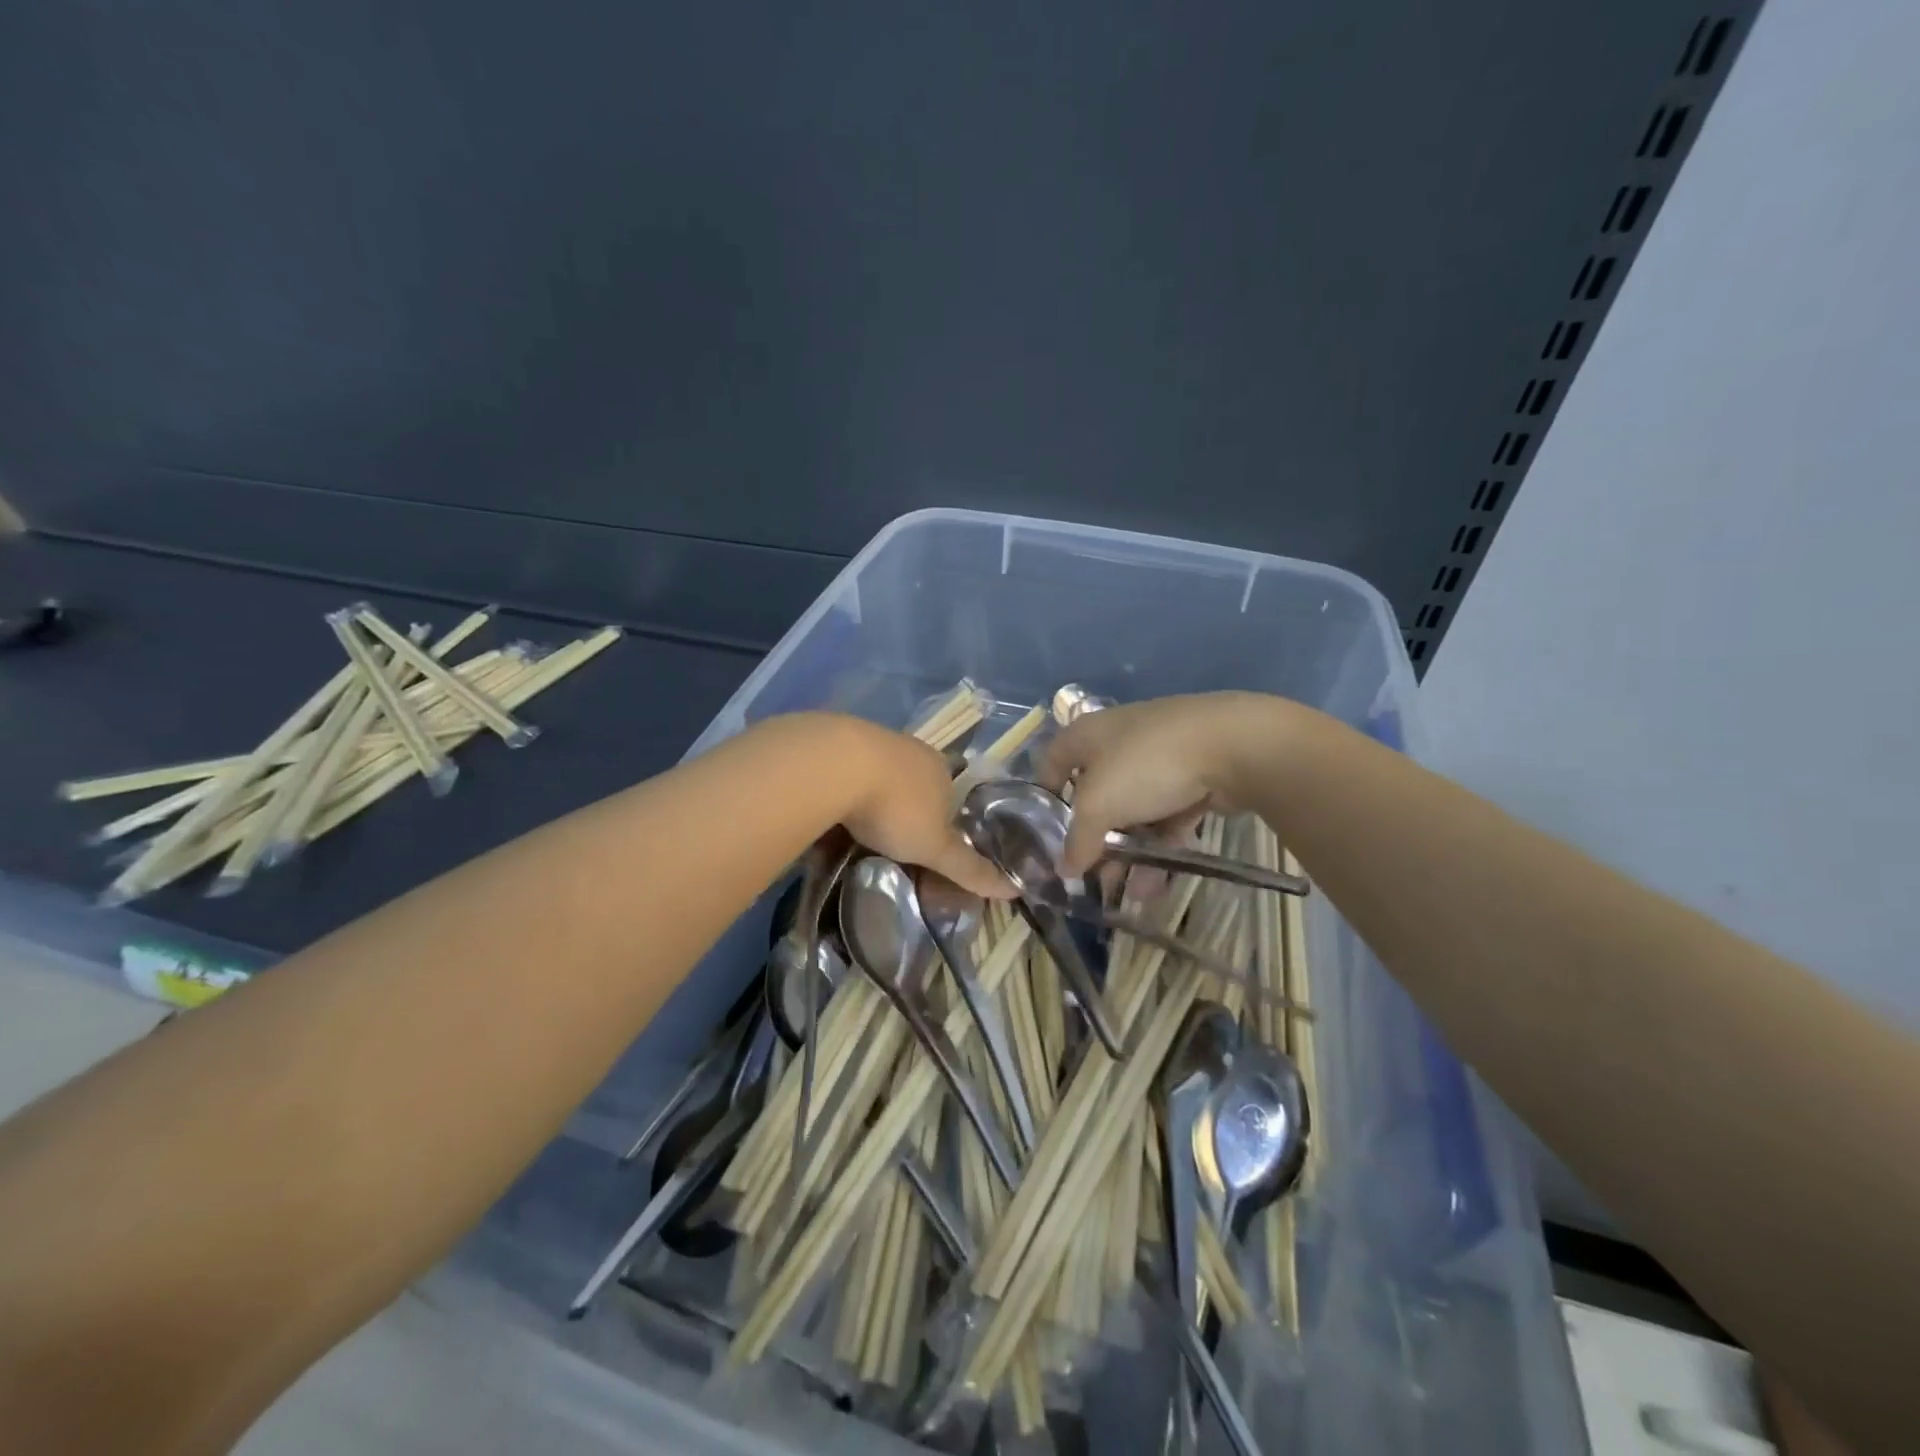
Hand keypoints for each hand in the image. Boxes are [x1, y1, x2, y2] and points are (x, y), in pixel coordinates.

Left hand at [834, 719, 1014, 899]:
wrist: (836, 765)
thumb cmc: (896, 808)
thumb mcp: (935, 848)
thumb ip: (968, 869)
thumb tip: (1015, 890)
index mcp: (941, 769)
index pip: (952, 794)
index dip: (944, 819)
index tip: (928, 842)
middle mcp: (912, 750)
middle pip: (916, 781)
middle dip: (908, 806)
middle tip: (894, 838)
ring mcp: (873, 741)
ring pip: (881, 773)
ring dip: (874, 795)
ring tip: (860, 826)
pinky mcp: (837, 742)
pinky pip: (847, 770)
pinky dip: (844, 788)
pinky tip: (833, 807)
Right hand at [1040, 692, 1286, 875]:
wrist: (1233, 745)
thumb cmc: (1146, 765)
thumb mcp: (1099, 806)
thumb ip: (1078, 841)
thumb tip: (1064, 870)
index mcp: (1087, 735)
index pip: (1052, 762)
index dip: (1044, 797)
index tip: (1044, 834)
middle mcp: (1119, 741)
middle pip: (1096, 794)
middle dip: (1094, 839)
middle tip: (1092, 877)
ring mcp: (1160, 758)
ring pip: (1134, 810)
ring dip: (1130, 852)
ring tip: (1130, 892)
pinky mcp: (1194, 776)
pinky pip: (1168, 816)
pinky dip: (1161, 846)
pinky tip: (1158, 883)